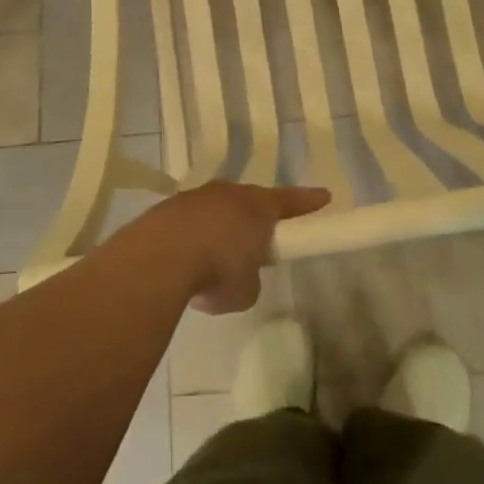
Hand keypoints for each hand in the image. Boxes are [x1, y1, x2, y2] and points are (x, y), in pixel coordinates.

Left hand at [128, 181, 330, 313]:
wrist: (159, 257)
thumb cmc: (218, 270)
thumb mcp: (246, 289)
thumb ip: (249, 279)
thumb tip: (237, 275)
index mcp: (258, 207)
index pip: (291, 201)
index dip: (308, 202)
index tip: (324, 196)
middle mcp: (228, 194)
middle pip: (248, 202)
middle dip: (252, 219)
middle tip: (255, 240)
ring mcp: (193, 198)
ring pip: (213, 211)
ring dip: (216, 231)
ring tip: (211, 261)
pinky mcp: (164, 210)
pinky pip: (186, 223)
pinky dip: (189, 240)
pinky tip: (181, 264)